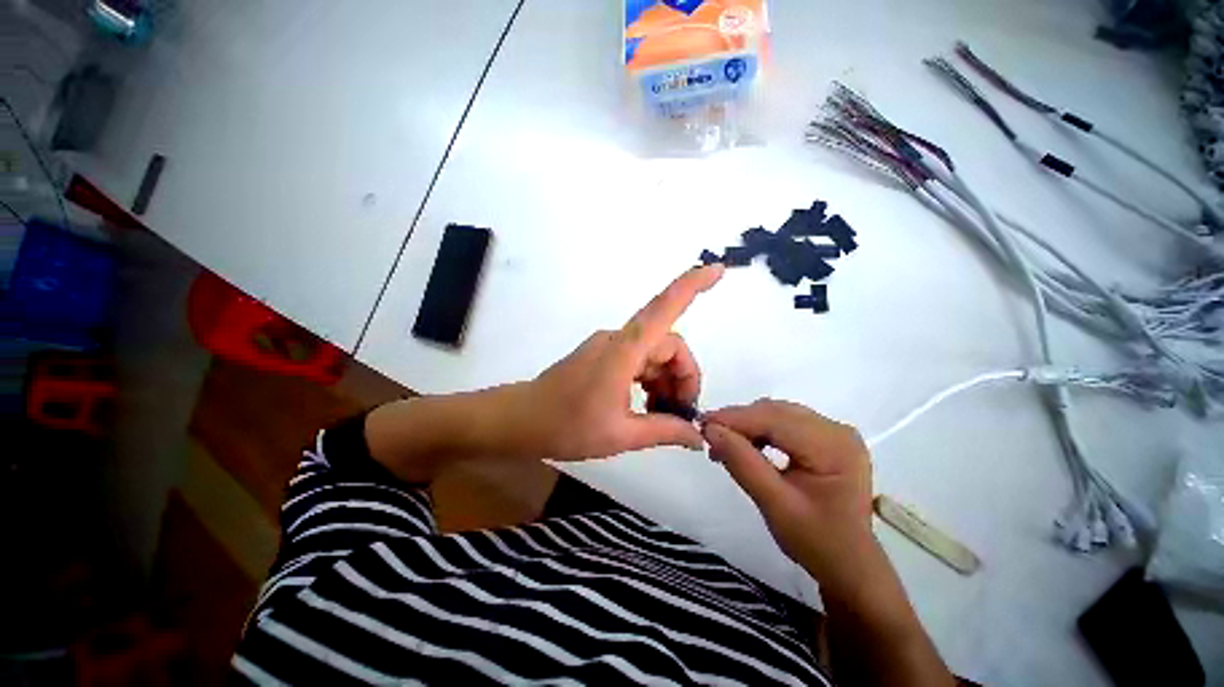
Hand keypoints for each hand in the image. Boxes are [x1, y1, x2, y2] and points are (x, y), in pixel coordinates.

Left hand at [520, 264, 724, 460]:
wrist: (520, 420)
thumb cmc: (566, 426)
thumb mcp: (620, 435)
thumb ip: (664, 431)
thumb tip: (698, 436)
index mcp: (623, 351)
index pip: (663, 309)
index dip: (691, 286)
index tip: (718, 270)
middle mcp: (619, 340)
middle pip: (668, 345)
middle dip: (683, 377)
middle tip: (681, 415)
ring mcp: (610, 346)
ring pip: (655, 354)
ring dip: (667, 381)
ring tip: (662, 415)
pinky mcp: (604, 355)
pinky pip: (639, 360)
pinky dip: (651, 380)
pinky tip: (648, 406)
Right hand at [702, 400, 874, 584]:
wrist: (848, 564)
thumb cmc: (816, 541)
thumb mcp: (775, 505)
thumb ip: (742, 463)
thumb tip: (710, 430)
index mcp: (834, 447)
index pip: (776, 420)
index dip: (736, 418)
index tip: (702, 424)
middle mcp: (837, 430)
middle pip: (776, 412)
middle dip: (739, 421)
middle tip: (710, 437)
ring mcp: (833, 431)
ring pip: (777, 413)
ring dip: (747, 424)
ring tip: (724, 443)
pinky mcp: (825, 437)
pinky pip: (784, 422)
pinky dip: (760, 429)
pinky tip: (746, 444)